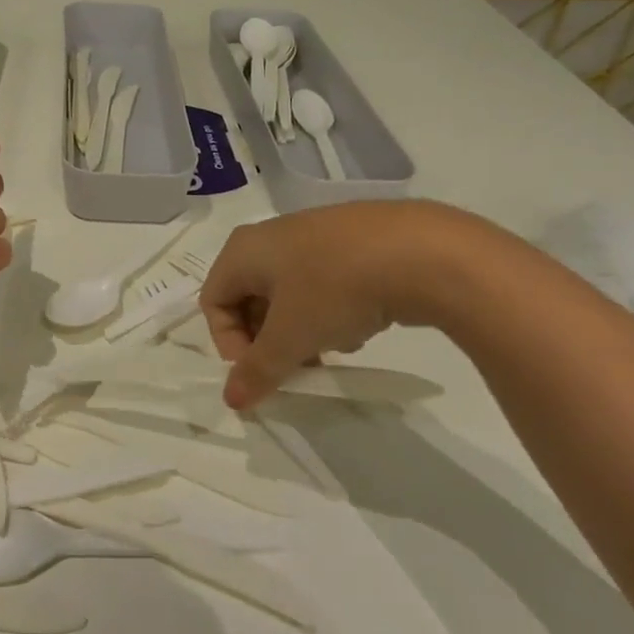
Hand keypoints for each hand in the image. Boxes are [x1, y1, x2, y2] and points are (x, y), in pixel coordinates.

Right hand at [200, 201, 469, 407]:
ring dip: (299, 330)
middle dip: (267, 340)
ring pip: (289, 294)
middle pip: (249, 298)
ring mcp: (313, 233)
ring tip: (330, 349)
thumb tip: (232, 400)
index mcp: (244, 250)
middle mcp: (271, 235)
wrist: (420, 251)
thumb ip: (258, 371)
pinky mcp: (351, 240)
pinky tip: (358, 325)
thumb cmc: (334, 290)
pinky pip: (322, 282)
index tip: (262, 370)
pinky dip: (328, 310)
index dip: (229, 344)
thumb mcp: (291, 338)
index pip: (213, 302)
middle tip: (294, 367)